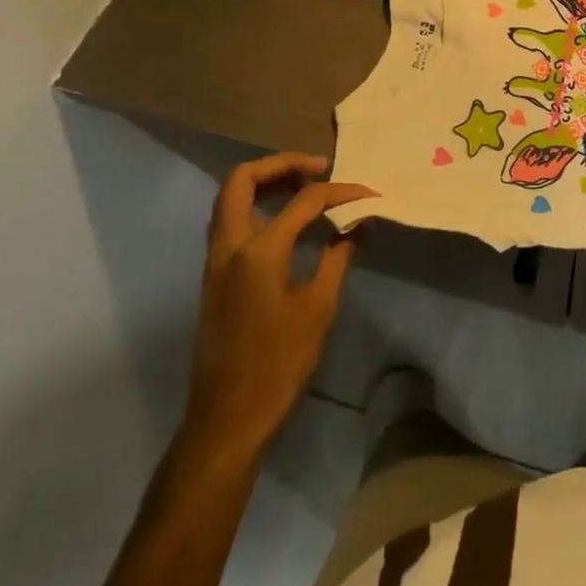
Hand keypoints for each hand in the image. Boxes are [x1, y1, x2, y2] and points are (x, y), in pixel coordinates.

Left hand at [182, 154, 374, 458]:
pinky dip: (258, 207)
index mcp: (258, 251)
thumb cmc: (278, 364)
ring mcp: (215, 262)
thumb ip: (338, 256)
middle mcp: (229, 246)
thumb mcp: (319, 308)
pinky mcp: (215, 279)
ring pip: (231, 200)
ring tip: (306, 187)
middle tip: (318, 168)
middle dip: (281, 165)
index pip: (304, 200)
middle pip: (243, 180)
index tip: (369, 194)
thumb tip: (357, 223)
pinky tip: (288, 222)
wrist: (227, 420)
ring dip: (266, 183)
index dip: (341, 191)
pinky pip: (232, 223)